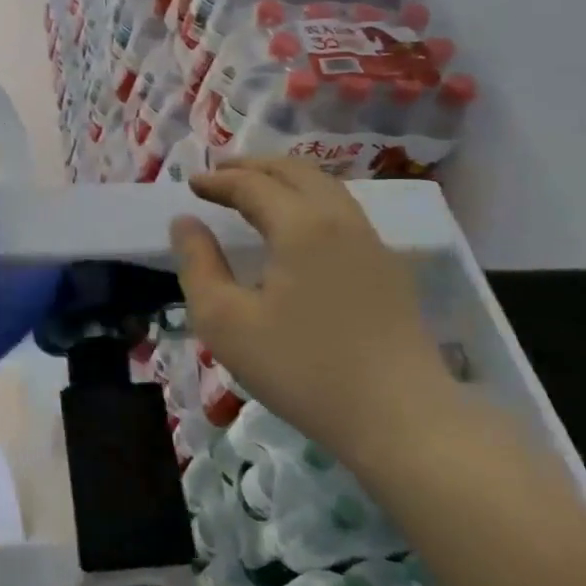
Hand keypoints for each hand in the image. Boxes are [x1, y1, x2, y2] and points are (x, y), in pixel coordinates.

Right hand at [169, 158, 456, 470]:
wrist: (400, 418)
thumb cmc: (302, 369)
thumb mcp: (226, 323)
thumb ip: (198, 265)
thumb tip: (185, 222)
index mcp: (301, 225)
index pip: (253, 185)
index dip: (219, 181)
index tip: (192, 184)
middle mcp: (341, 219)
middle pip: (296, 172)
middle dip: (255, 166)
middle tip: (222, 173)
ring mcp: (372, 242)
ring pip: (326, 188)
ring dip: (286, 180)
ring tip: (258, 190)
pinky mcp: (389, 268)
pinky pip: (343, 212)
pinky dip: (311, 200)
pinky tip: (300, 227)